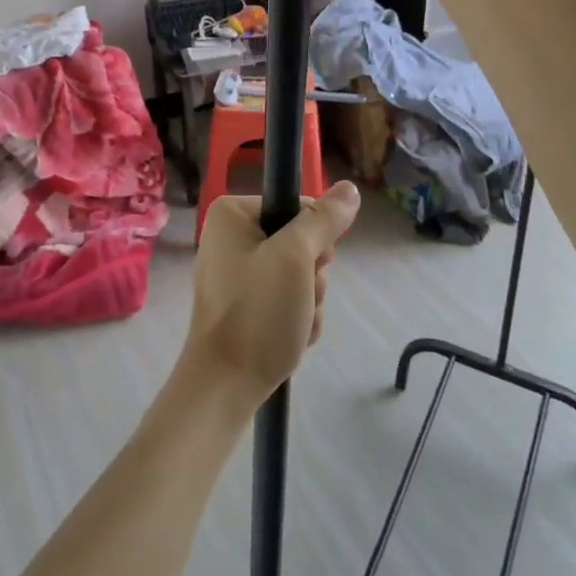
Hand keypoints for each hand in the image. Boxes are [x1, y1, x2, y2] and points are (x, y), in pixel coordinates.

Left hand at [182, 183, 359, 405]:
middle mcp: (231, 236)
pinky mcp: (244, 304)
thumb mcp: (295, 259)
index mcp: (232, 214)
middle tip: (300, 298)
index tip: (311, 265)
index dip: (315, 239)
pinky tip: (290, 337)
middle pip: (300, 242)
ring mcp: (236, 272)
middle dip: (312, 276)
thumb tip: (350, 188)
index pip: (298, 207)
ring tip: (294, 324)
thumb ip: (323, 221)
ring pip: (299, 274)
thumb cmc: (257, 313)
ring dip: (309, 300)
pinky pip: (286, 298)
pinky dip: (296, 317)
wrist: (225, 387)